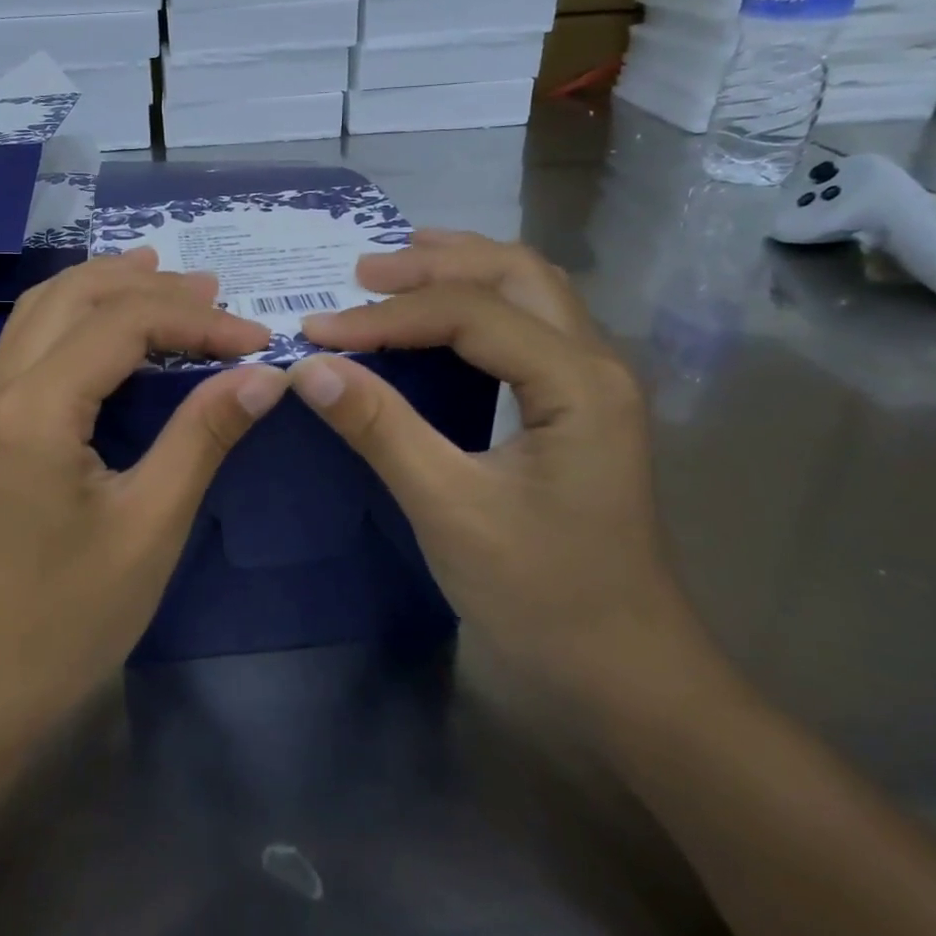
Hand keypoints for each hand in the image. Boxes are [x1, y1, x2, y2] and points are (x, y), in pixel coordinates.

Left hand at [0, 250, 288, 737]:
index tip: (257, 340)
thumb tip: (264, 376)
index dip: (196, 321)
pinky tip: (113, 330)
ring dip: (105, 288)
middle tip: (213, 290)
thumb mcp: (152, 523)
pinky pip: (31, 341)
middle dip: (147, 285)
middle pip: (73, 296)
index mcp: (34, 407)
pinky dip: (78, 317)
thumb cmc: (71, 614)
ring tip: (165, 281)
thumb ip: (203, 435)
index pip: (122, 325)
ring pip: (43, 309)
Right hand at [288, 232, 728, 721]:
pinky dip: (476, 305)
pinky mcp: (579, 408)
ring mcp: (593, 385)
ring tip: (395, 271)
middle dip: (433, 263)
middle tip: (360, 272)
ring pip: (529, 292)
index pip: (469, 313)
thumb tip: (310, 367)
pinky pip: (527, 328)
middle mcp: (596, 364)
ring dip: (461, 272)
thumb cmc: (542, 595)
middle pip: (514, 274)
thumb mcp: (449, 509)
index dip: (385, 316)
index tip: (316, 331)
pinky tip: (439, 318)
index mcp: (576, 382)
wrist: (625, 672)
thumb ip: (381, 429)